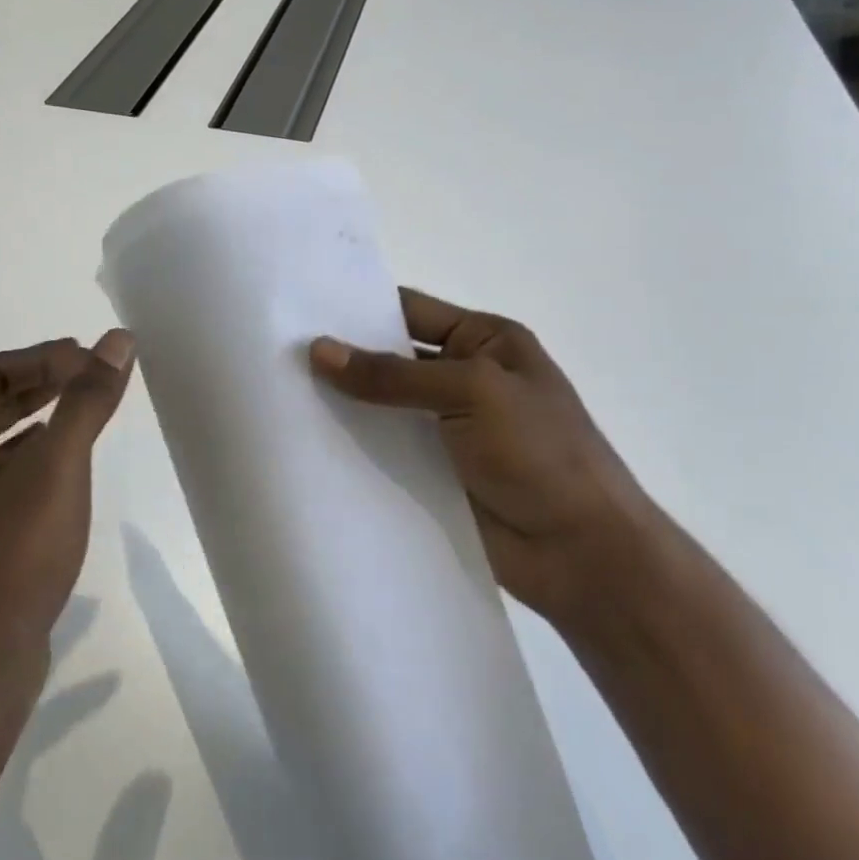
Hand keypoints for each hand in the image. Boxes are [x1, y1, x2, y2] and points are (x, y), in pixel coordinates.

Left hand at [0, 331, 135, 709]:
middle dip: (41, 383)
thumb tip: (117, 340)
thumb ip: (86, 400)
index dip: (42, 357)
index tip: (91, 360)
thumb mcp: (58, 468)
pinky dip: (28, 454)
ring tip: (84, 411)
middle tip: (93, 376)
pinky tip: (62, 464)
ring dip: (36, 416)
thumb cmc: (13, 557)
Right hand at [310, 289, 661, 627]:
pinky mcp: (434, 473)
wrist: (580, 552)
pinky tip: (309, 443)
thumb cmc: (539, 451)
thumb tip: (319, 350)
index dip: (361, 307)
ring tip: (281, 396)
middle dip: (344, 357)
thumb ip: (393, 375)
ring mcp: (448, 429)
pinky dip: (356, 446)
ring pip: (384, 407)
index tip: (301, 307)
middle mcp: (465, 378)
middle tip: (278, 353)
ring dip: (344, 405)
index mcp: (485, 341)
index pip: (412, 310)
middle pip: (393, 359)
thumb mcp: (471, 392)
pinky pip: (387, 450)